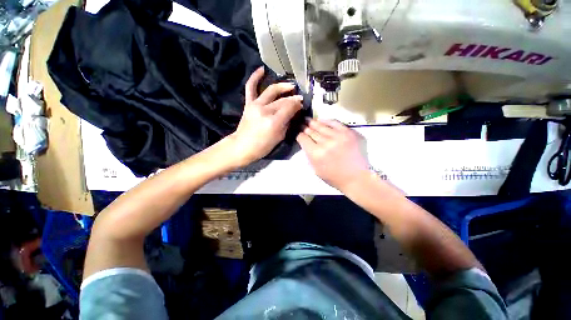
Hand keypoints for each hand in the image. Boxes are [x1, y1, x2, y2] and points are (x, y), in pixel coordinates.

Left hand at [227, 67, 302, 166]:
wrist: (242, 146)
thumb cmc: (262, 146)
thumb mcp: (279, 138)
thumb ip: (287, 123)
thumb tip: (292, 113)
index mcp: (274, 122)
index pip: (290, 107)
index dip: (297, 104)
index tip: (302, 105)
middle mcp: (265, 110)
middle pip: (283, 100)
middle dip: (293, 99)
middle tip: (299, 99)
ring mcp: (255, 105)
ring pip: (271, 91)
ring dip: (283, 86)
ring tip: (291, 86)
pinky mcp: (249, 104)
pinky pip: (251, 87)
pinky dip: (255, 77)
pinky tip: (262, 69)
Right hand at [297, 119, 370, 190]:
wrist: (356, 178)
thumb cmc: (334, 177)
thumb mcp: (315, 169)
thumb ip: (309, 155)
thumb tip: (306, 143)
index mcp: (316, 154)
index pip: (303, 138)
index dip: (299, 135)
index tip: (299, 134)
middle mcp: (325, 143)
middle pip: (311, 131)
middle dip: (304, 127)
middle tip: (301, 123)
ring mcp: (338, 136)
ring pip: (321, 126)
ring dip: (313, 123)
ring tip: (308, 120)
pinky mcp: (348, 133)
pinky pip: (335, 123)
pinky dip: (327, 121)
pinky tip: (321, 120)